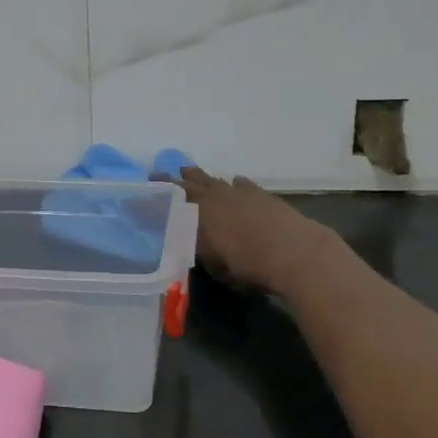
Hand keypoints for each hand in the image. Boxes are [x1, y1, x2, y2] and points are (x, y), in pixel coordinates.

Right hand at [168, 167, 337, 295]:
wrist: (296, 252)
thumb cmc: (249, 266)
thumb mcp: (215, 267)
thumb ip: (201, 252)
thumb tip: (193, 244)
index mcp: (196, 214)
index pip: (168, 202)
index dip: (154, 199)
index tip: (141, 195)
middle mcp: (213, 198)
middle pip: (187, 185)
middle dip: (171, 181)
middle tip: (157, 174)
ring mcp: (237, 192)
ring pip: (212, 180)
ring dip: (198, 176)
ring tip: (187, 170)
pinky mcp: (260, 194)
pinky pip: (240, 183)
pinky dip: (233, 183)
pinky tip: (233, 182)